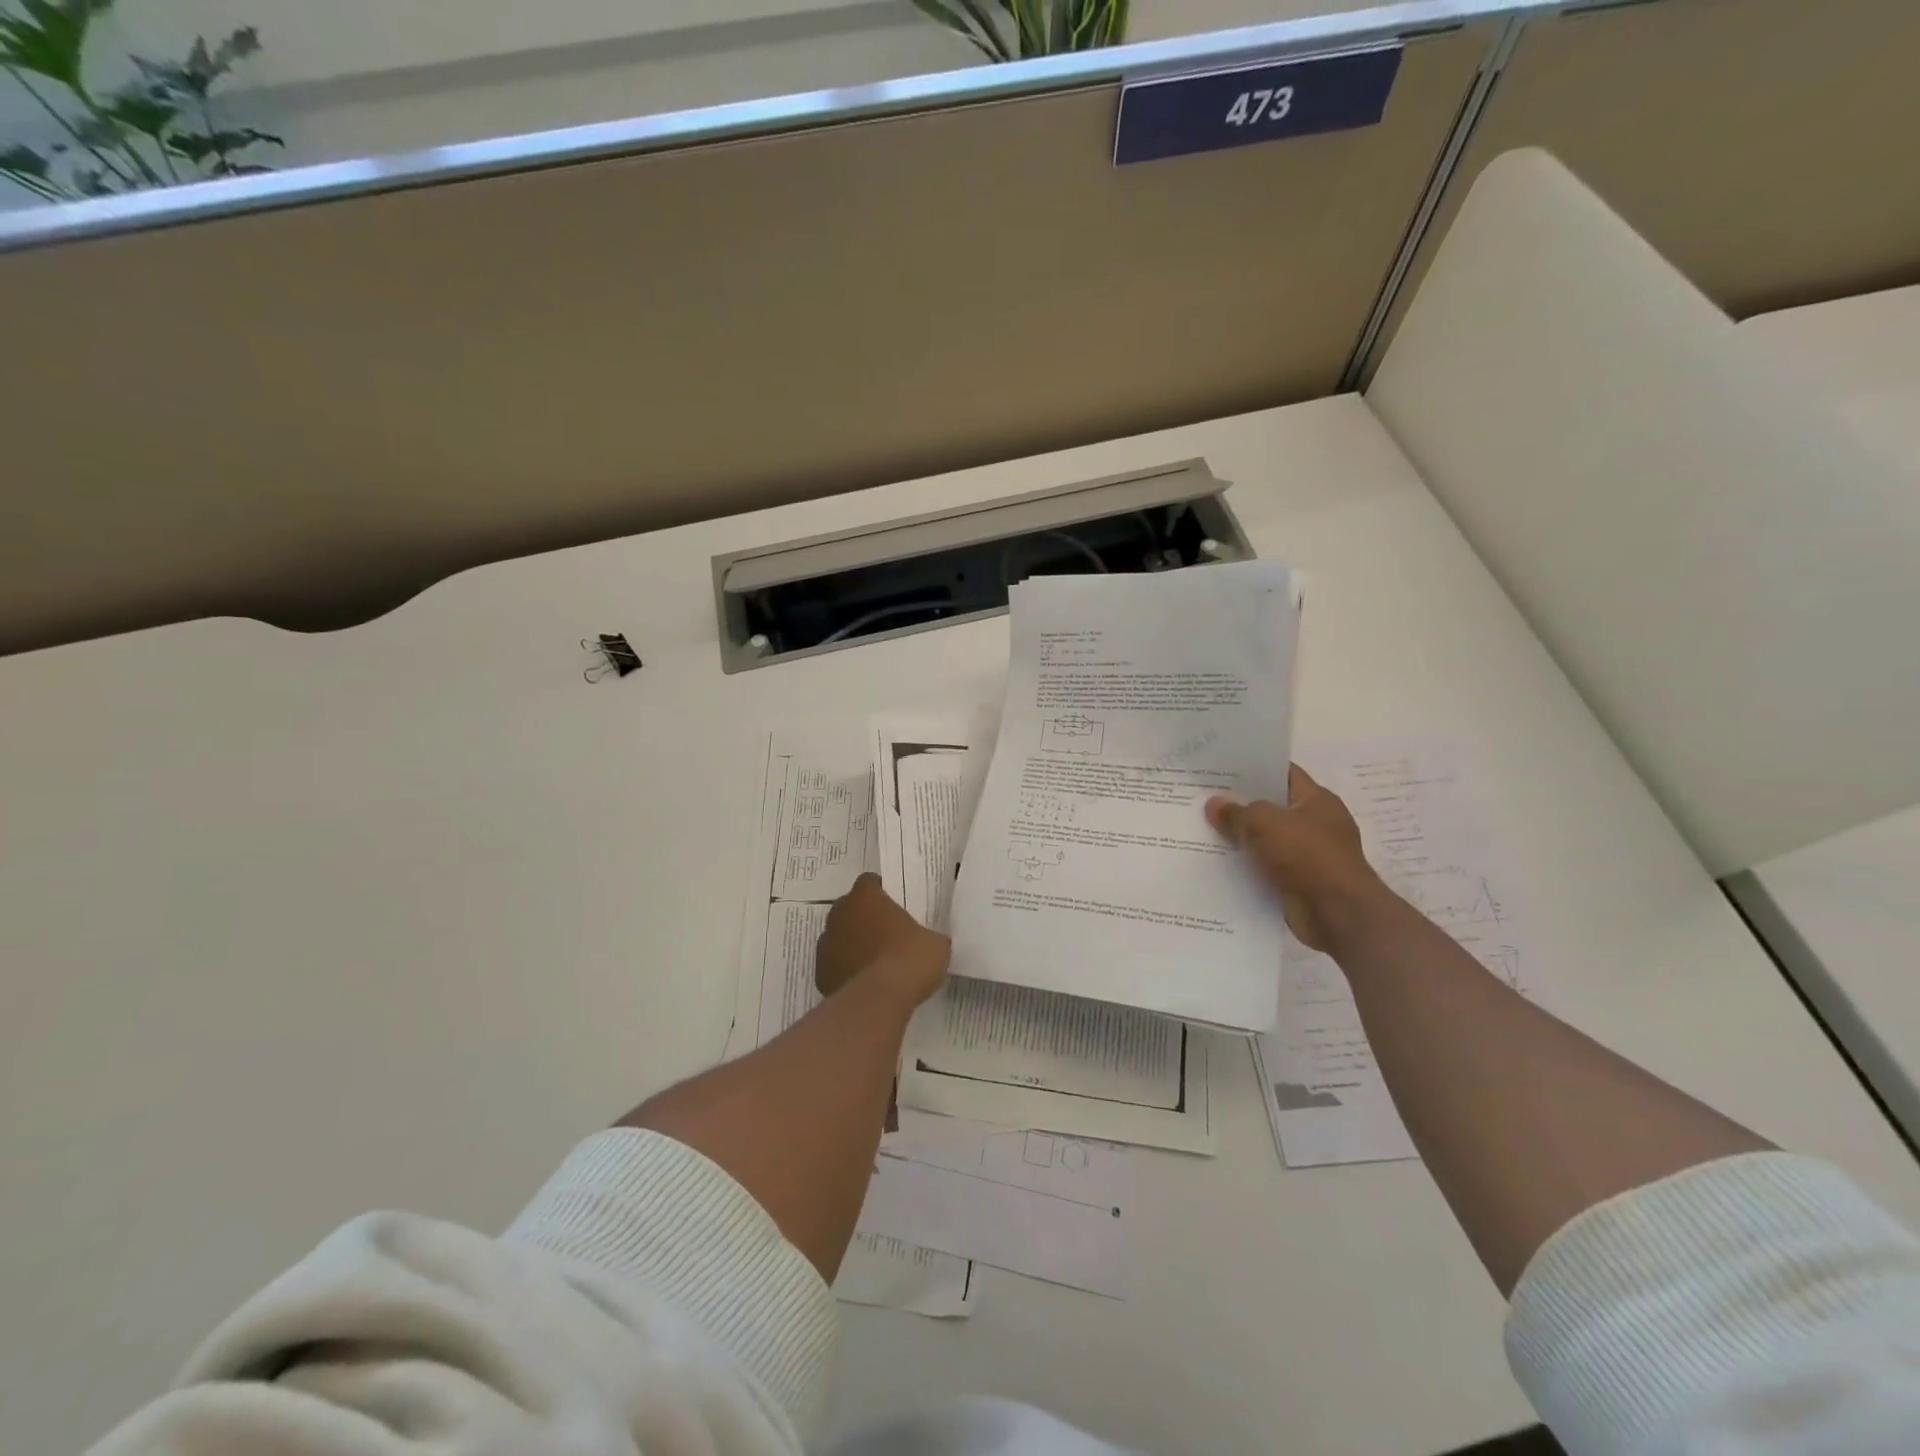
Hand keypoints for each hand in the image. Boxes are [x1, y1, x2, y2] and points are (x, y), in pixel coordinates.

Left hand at [815, 874, 950, 1008]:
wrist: (880, 1000)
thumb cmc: (910, 959)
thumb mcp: (935, 943)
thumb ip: (926, 935)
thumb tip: (928, 943)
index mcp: (866, 897)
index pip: (869, 883)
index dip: (881, 893)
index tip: (895, 907)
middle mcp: (840, 913)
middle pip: (850, 908)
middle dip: (864, 918)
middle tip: (886, 935)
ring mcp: (826, 943)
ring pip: (838, 936)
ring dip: (852, 944)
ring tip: (874, 963)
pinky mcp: (820, 972)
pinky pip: (834, 965)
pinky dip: (845, 970)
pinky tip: (863, 984)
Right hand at [1206, 766, 1393, 951]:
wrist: (1337, 913)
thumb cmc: (1307, 856)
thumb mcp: (1265, 823)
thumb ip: (1237, 812)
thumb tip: (1213, 804)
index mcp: (1317, 800)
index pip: (1283, 773)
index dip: (1253, 769)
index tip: (1221, 767)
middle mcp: (1315, 824)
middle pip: (1271, 807)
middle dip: (1240, 804)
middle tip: (1202, 797)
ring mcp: (1308, 854)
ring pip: (1265, 839)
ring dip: (1240, 838)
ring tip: (1201, 828)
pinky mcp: (1298, 881)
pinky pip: (1265, 867)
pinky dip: (1245, 866)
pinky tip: (1216, 861)